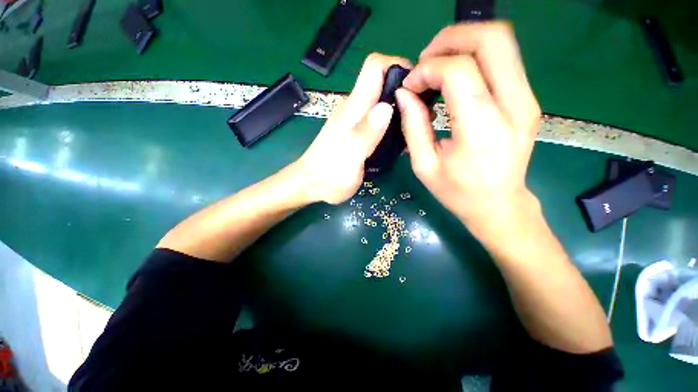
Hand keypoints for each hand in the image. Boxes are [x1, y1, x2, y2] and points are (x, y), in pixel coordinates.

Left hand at [296, 53, 411, 204]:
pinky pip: (377, 120)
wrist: (312, 185)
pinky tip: (399, 138)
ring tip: (415, 126)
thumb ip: (366, 133)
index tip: (417, 86)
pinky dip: (391, 124)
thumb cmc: (330, 175)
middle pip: (382, 84)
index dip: (397, 66)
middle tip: (423, 112)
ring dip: (400, 109)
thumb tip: (386, 107)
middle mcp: (354, 110)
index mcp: (353, 109)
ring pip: (381, 103)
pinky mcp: (356, 134)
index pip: (374, 68)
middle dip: (405, 91)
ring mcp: (355, 122)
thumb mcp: (350, 157)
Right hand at [395, 22, 541, 234]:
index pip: (459, 71)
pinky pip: (503, 60)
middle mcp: (514, 106)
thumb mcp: (424, 166)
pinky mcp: (527, 99)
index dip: (428, 69)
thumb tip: (404, 93)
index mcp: (482, 128)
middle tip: (425, 60)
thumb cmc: (458, 192)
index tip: (410, 85)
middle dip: (451, 39)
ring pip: (502, 43)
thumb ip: (413, 126)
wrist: (499, 205)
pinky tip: (454, 78)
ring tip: (437, 67)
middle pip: (492, 39)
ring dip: (463, 44)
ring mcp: (527, 99)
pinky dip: (474, 57)